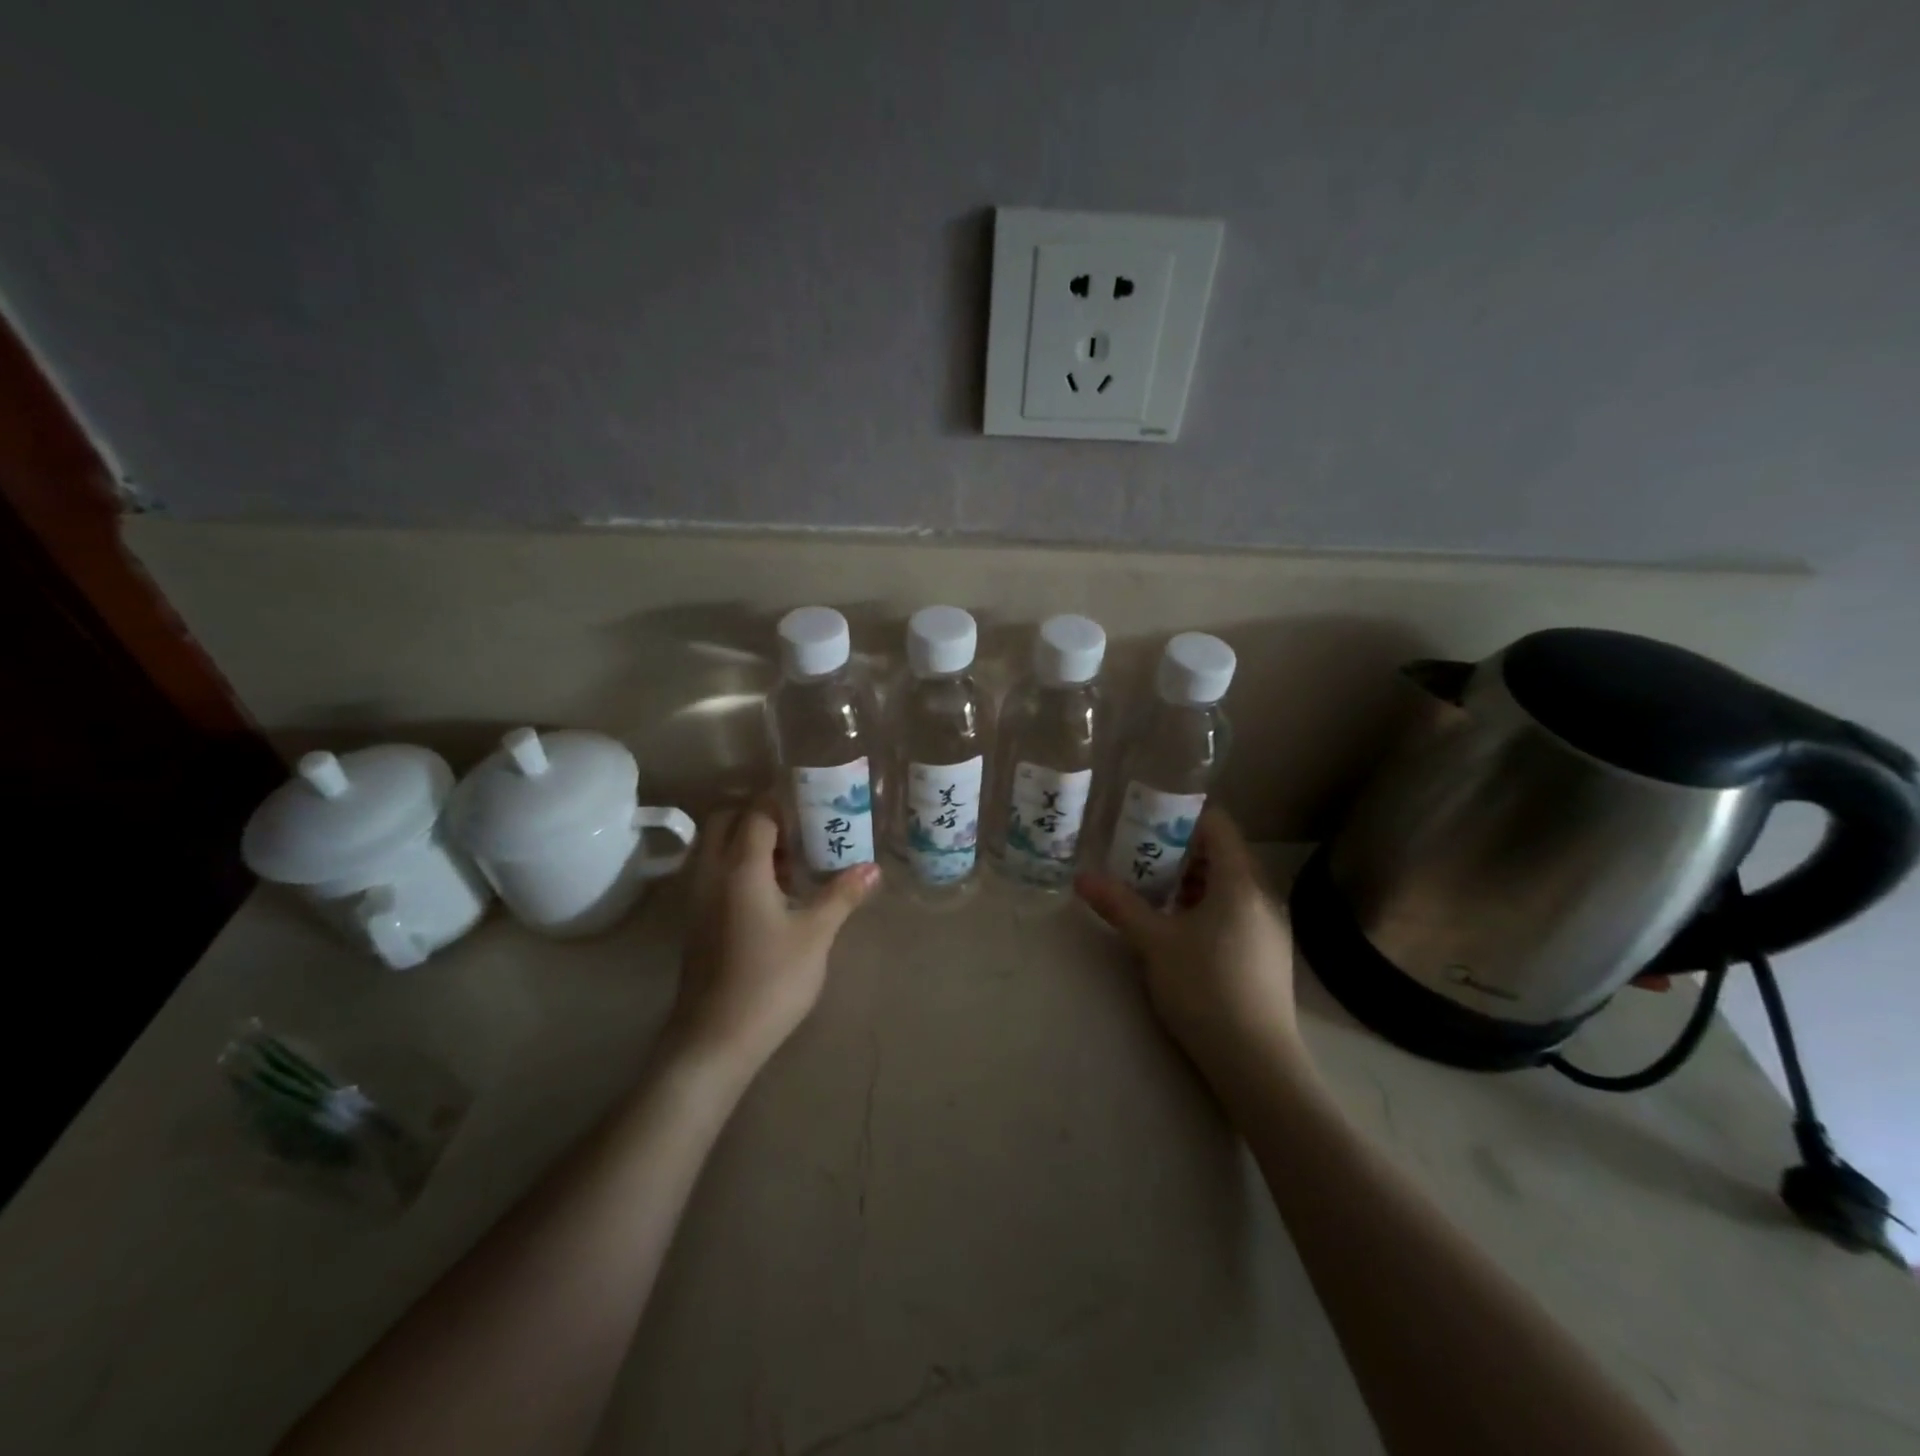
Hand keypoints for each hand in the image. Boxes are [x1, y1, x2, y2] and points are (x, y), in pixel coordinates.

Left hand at [669, 803, 879, 1078]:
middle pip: (725, 821)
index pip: (756, 813)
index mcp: (740, 868)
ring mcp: (697, 898)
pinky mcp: (696, 921)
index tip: (812, 798)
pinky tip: (771, 891)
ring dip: (746, 840)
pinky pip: (713, 872)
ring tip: (790, 857)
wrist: (714, 1040)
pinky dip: (737, 865)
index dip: (782, 801)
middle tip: (799, 826)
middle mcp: (711, 873)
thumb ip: (841, 895)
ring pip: (715, 847)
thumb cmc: (770, 981)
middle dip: (758, 814)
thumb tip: (873, 868)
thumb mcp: (815, 935)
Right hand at [1075, 809, 1310, 1095]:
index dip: (1183, 816)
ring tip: (1153, 892)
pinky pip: (1237, 911)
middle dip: (1181, 851)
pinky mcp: (1269, 954)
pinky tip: (1180, 929)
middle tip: (1139, 856)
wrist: (1256, 1063)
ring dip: (1192, 881)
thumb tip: (1081, 877)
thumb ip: (1119, 905)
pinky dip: (1208, 906)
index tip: (1147, 819)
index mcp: (1240, 883)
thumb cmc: (1204, 988)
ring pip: (1230, 886)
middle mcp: (1262, 897)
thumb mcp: (1154, 943)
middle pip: (1223, 854)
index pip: (1219, 825)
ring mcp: (1271, 927)